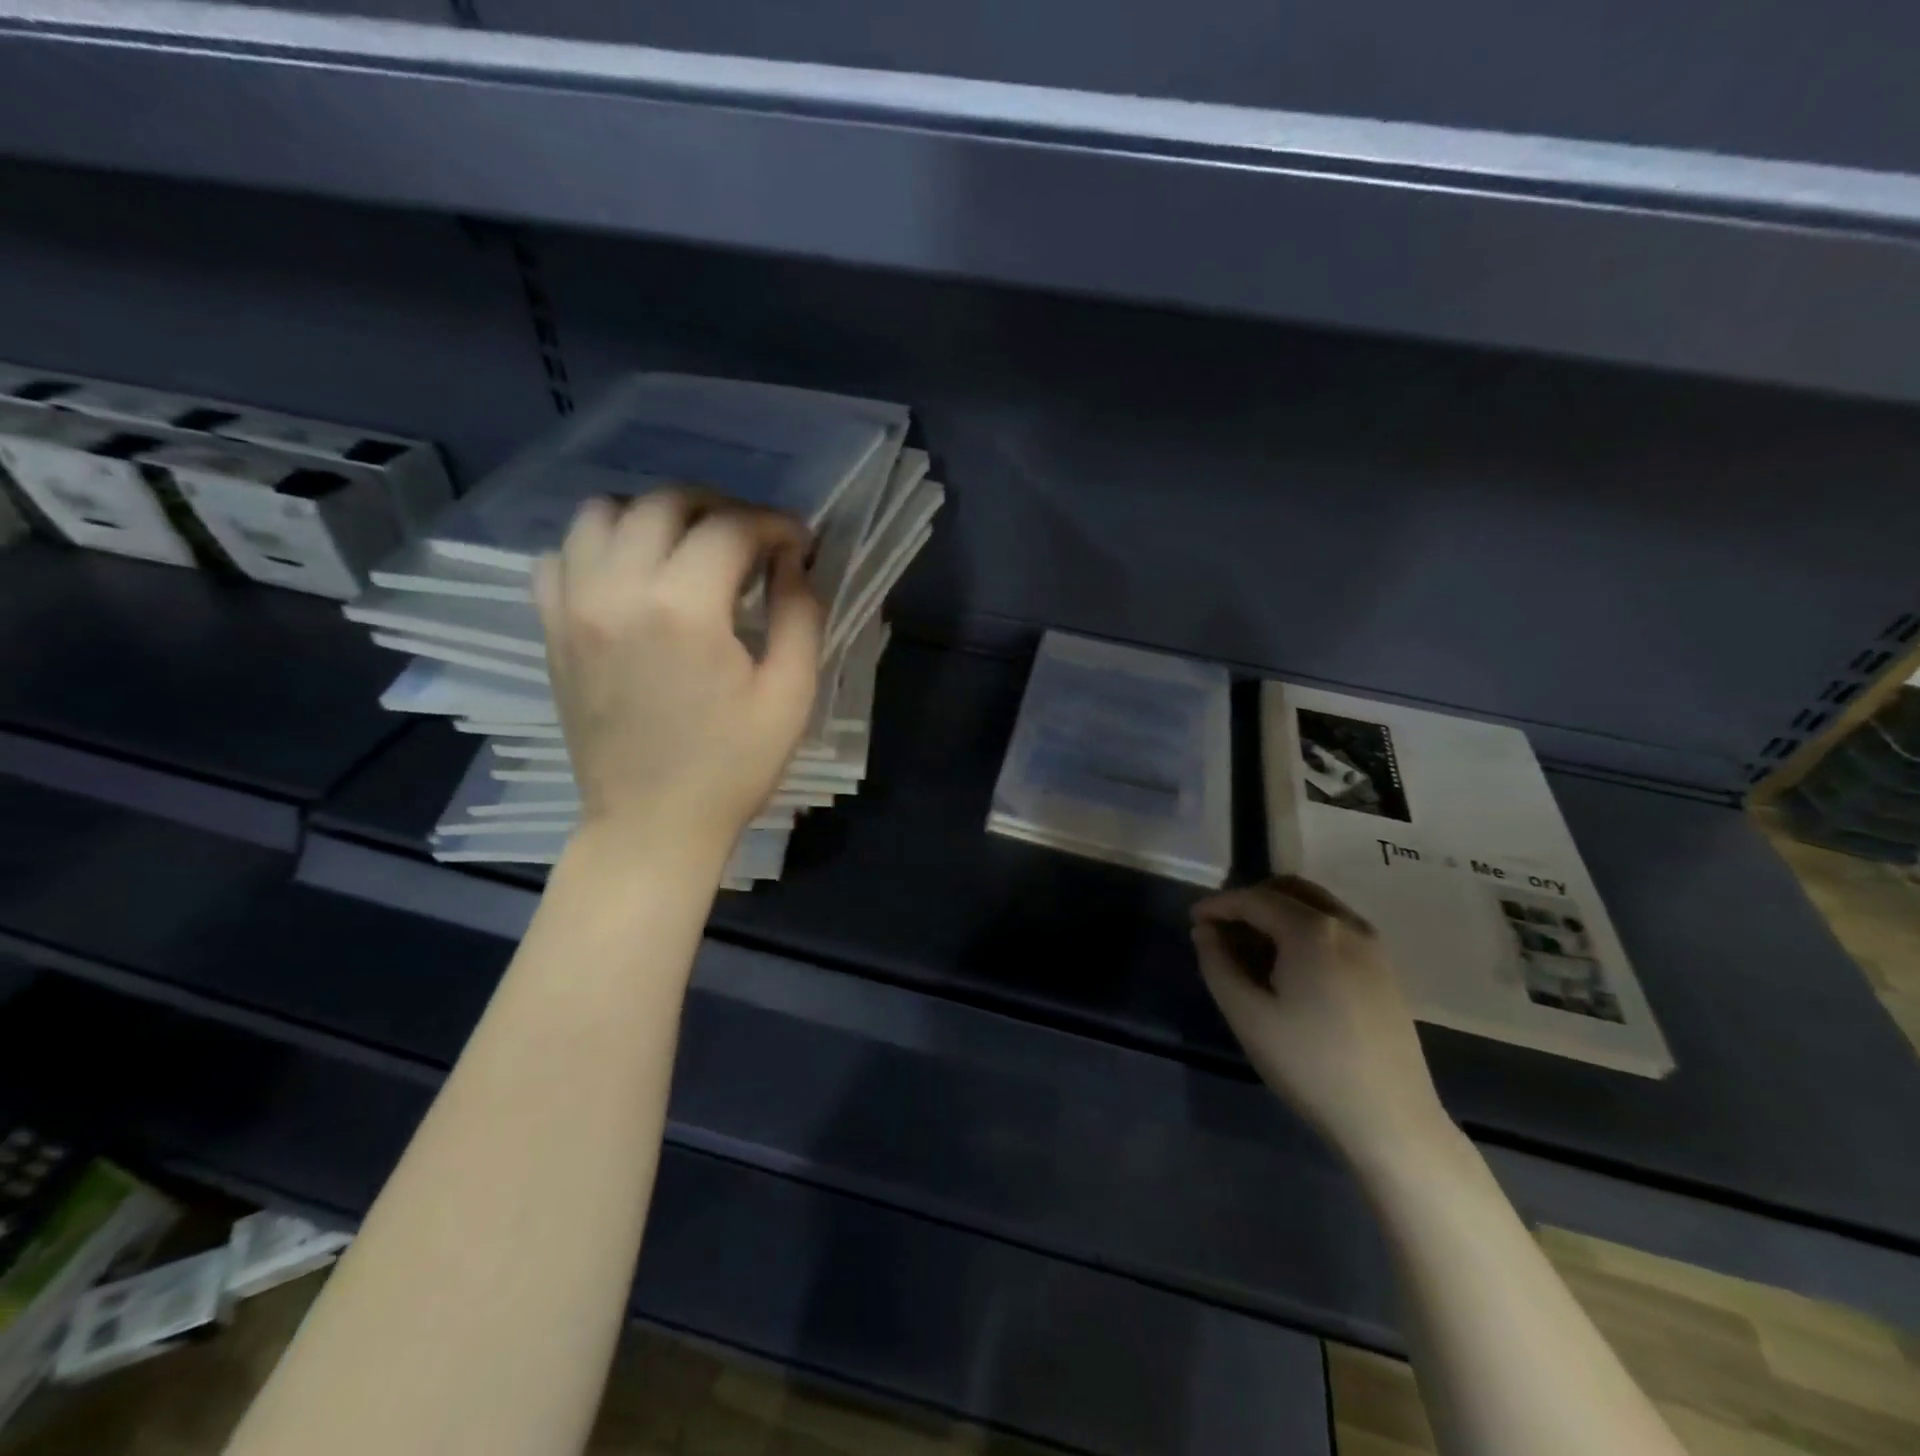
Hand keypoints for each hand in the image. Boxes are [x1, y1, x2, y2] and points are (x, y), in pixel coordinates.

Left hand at [535, 490, 823, 861]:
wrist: (651, 825)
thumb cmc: (732, 767)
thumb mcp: (791, 695)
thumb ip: (801, 615)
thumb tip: (794, 562)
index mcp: (685, 609)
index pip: (731, 527)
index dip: (775, 524)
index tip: (800, 543)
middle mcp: (618, 590)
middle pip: (665, 504)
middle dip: (720, 508)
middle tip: (752, 541)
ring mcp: (573, 607)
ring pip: (602, 514)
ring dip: (654, 516)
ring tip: (688, 548)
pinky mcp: (552, 629)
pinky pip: (560, 556)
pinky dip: (598, 548)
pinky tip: (631, 576)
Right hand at [1192, 876, 1450, 1165]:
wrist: (1392, 1121)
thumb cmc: (1310, 1065)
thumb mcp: (1247, 1015)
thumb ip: (1218, 964)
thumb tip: (1205, 931)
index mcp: (1313, 929)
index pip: (1254, 899)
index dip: (1218, 904)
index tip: (1193, 920)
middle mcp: (1347, 924)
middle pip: (1290, 890)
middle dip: (1250, 900)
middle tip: (1221, 928)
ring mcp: (1373, 946)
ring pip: (1316, 906)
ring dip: (1279, 913)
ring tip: (1251, 947)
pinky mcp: (1385, 970)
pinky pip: (1336, 928)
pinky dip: (1305, 929)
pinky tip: (1289, 966)